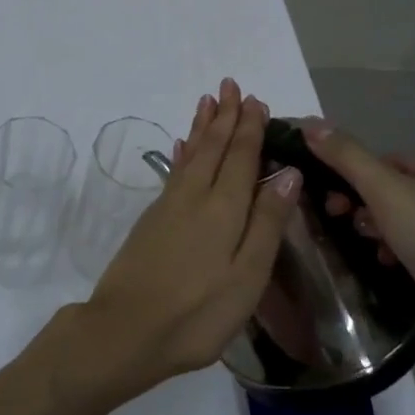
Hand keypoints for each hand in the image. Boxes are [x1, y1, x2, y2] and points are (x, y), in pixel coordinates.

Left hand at [78, 80, 298, 398]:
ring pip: (190, 154)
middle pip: (213, 147)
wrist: (125, 329)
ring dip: (201, 127)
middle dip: (224, 116)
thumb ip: (267, 223)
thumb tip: (288, 173)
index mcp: (224, 208)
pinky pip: (173, 172)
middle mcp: (194, 196)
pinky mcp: (152, 220)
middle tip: (230, 85)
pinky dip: (181, 154)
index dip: (249, 127)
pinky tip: (180, 148)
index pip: (241, 156)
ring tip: (207, 102)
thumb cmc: (197, 312)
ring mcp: (168, 206)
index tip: (255, 100)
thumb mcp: (247, 276)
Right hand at [304, 122, 414, 365]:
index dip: (354, 177)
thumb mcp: (384, 191)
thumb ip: (346, 156)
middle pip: (396, 190)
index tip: (332, 202)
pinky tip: (392, 269)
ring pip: (408, 221)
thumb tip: (310, 123)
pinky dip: (403, 255)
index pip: (386, 159)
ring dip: (381, 233)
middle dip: (366, 207)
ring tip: (372, 251)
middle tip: (344, 224)